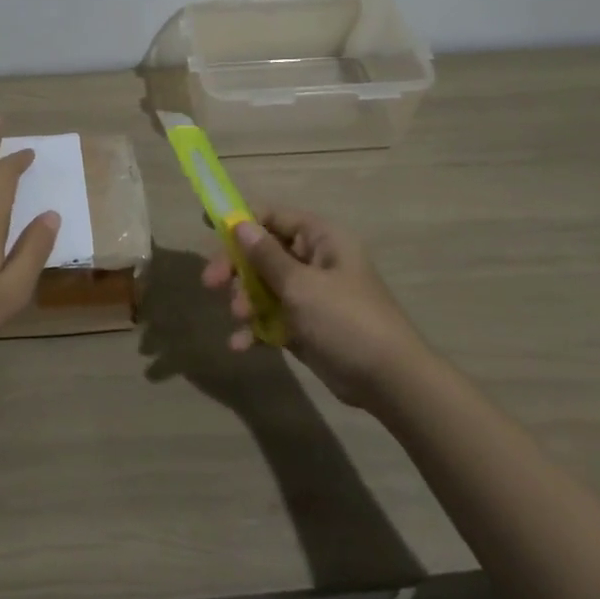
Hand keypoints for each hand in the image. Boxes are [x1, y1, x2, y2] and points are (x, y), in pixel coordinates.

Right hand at [202, 207, 422, 407]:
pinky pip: (273, 318)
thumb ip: (266, 256)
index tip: (209, 228)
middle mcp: (315, 261)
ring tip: (239, 317)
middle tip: (211, 283)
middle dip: (237, 268)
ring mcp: (311, 295)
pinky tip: (239, 344)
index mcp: (322, 239)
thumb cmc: (346, 320)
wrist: (390, 381)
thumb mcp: (301, 285)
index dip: (242, 220)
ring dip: (246, 300)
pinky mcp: (307, 326)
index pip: (274, 217)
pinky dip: (256, 328)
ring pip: (265, 287)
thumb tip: (239, 224)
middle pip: (264, 253)